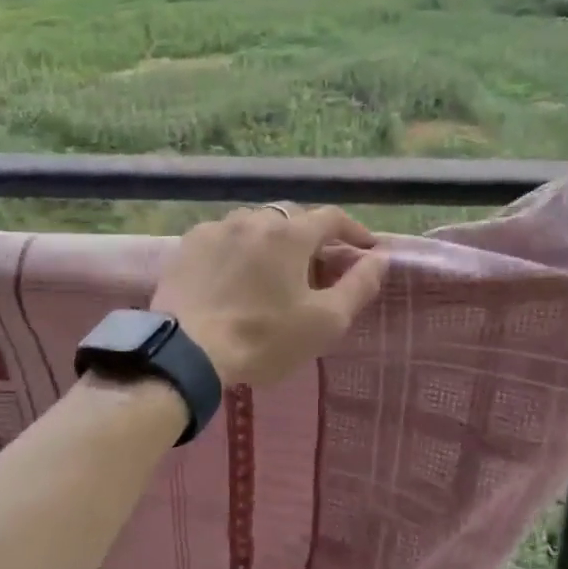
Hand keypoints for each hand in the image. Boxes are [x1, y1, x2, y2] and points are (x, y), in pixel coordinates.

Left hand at [152, 204, 390, 386]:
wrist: (187, 351)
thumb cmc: (264, 338)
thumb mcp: (325, 321)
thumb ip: (359, 285)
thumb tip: (380, 257)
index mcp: (289, 233)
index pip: (332, 217)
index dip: (354, 231)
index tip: (366, 249)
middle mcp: (253, 219)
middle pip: (292, 218)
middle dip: (311, 236)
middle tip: (319, 265)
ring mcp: (216, 228)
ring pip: (255, 224)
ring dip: (272, 239)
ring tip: (275, 269)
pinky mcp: (189, 245)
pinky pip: (224, 236)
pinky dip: (239, 248)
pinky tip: (235, 274)